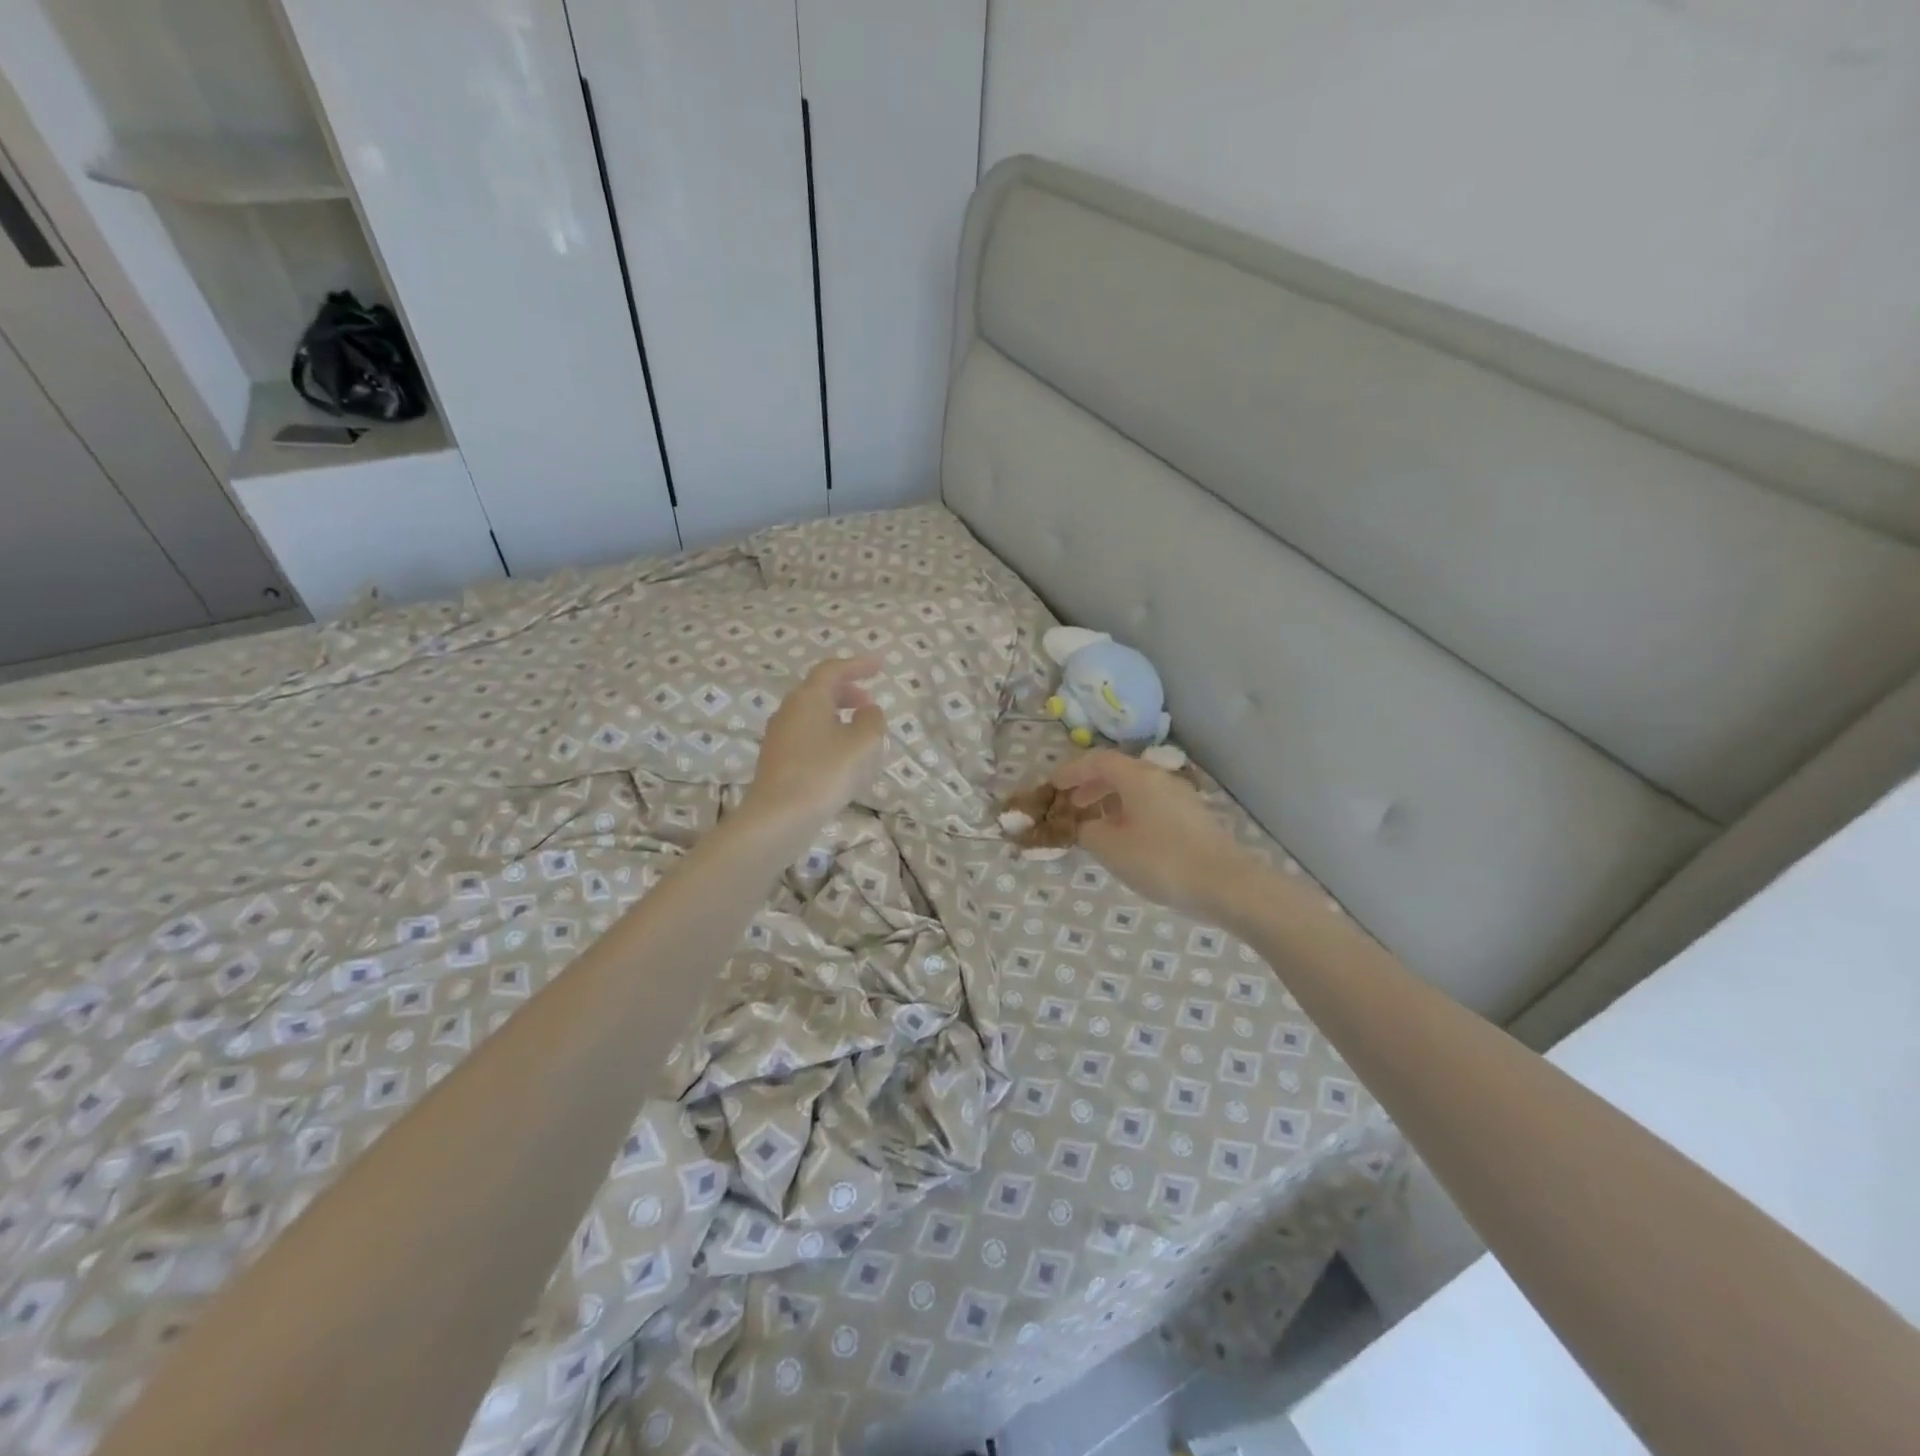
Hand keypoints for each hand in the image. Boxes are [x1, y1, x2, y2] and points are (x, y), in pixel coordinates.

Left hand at [743, 656, 887, 834]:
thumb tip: (868, 711)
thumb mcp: (861, 744)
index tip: (879, 666)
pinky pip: (806, 736)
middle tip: (868, 702)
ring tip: (859, 732)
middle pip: (819, 690)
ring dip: (837, 715)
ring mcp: (779, 736)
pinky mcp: (777, 760)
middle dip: (846, 691)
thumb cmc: (824, 773)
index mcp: (808, 698)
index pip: (833, 670)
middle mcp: (789, 710)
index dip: (858, 665)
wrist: (778, 817)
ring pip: (812, 714)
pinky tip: (840, 757)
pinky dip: (827, 735)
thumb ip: (871, 721)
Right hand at [1053, 750, 1262, 920]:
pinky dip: (1131, 812)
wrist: (1226, 884)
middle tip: (1071, 802)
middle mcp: (1160, 778)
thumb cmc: (1161, 860)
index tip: (1053, 785)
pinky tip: (1127, 837)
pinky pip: (1152, 804)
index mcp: (1137, 777)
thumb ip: (1089, 831)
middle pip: (1119, 771)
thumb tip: (1086, 825)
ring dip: (1112, 800)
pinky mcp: (1193, 818)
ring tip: (1096, 822)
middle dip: (1091, 785)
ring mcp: (1181, 797)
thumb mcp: (1111, 848)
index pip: (1098, 761)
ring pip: (1137, 788)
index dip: (1072, 771)